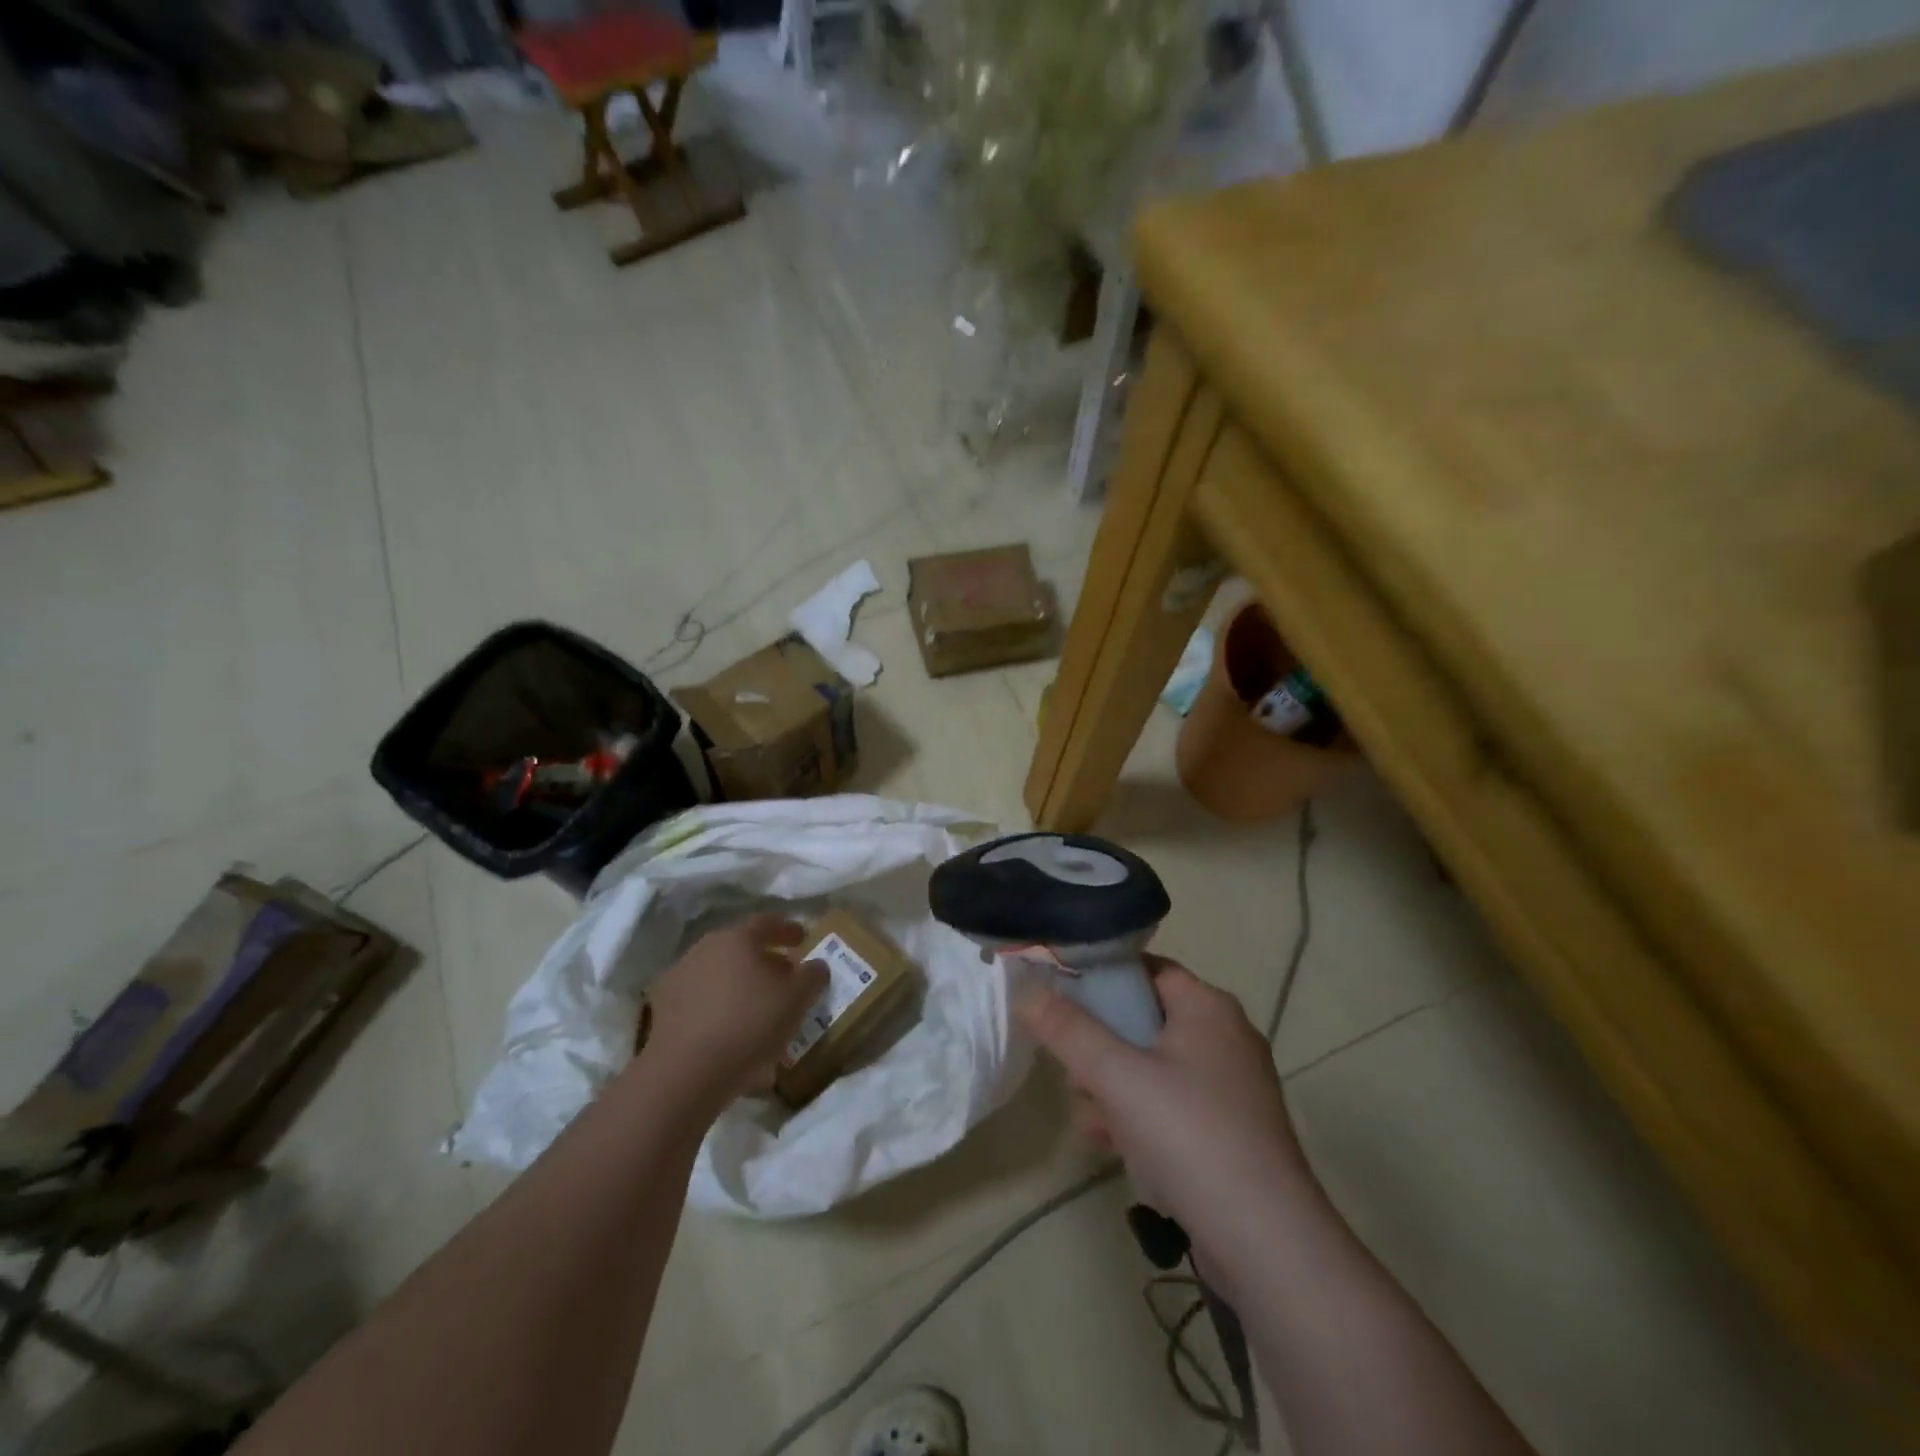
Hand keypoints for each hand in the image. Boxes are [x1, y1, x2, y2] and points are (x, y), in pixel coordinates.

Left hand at [641, 913, 827, 1115]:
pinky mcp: (663, 1007)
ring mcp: (680, 975)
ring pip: (719, 971)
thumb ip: (812, 976)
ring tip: (757, 1006)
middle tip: (783, 976)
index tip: (803, 939)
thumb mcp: (797, 1000)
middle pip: (741, 946)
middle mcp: (705, 948)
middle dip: (764, 958)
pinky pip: (701, 997)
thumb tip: (816, 964)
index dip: (788, 929)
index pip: (767, 922)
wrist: (686, 1071)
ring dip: (739, 982)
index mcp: (738, 938)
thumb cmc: (750, 1024)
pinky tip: (729, 1026)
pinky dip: (718, 1004)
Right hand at [1016, 957, 1307, 1243]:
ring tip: (1086, 1116)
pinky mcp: (1232, 1131)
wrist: (1267, 1244)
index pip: (1145, 970)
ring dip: (1114, 1086)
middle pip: (1145, 1020)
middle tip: (1071, 1071)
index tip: (1060, 1000)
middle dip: (1101, 1046)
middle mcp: (1226, 1036)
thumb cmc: (1189, 1136)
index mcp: (1208, 1007)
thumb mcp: (1117, 1077)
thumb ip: (1068, 1030)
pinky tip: (1108, 1143)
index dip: (1101, 979)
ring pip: (1155, 1067)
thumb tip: (1026, 990)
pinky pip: (1173, 1105)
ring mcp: (1232, 1087)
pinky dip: (1140, 1115)